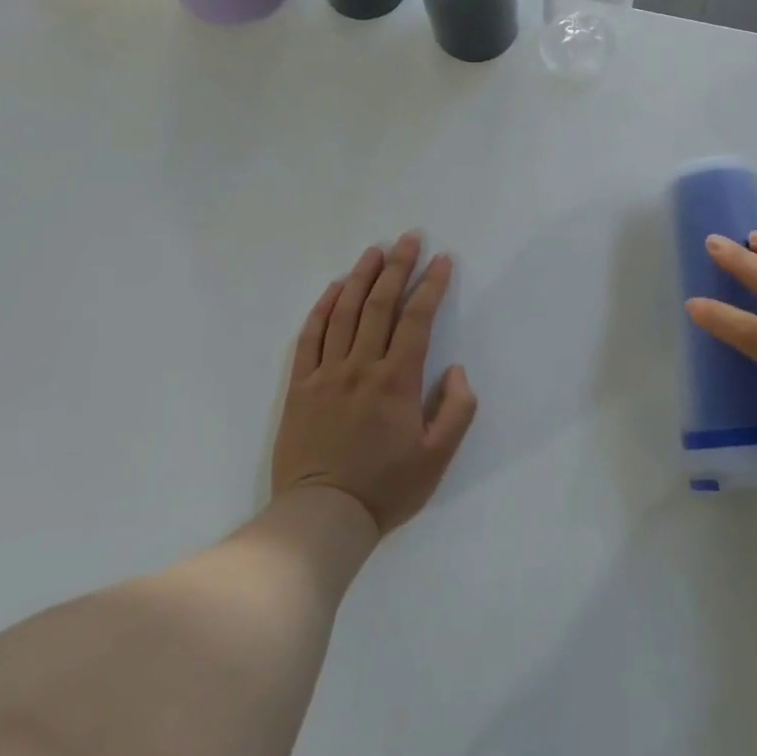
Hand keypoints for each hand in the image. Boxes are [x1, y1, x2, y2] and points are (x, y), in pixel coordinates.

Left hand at [271, 233, 478, 534]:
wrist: (321, 517)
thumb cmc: (385, 488)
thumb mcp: (438, 458)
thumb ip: (456, 410)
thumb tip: (456, 370)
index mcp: (397, 380)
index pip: (417, 318)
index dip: (431, 285)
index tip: (442, 260)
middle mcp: (361, 366)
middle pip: (380, 304)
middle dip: (398, 266)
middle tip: (410, 238)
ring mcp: (326, 373)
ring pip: (344, 313)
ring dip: (360, 277)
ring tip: (374, 251)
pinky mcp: (299, 386)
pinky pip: (310, 337)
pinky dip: (322, 308)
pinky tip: (333, 289)